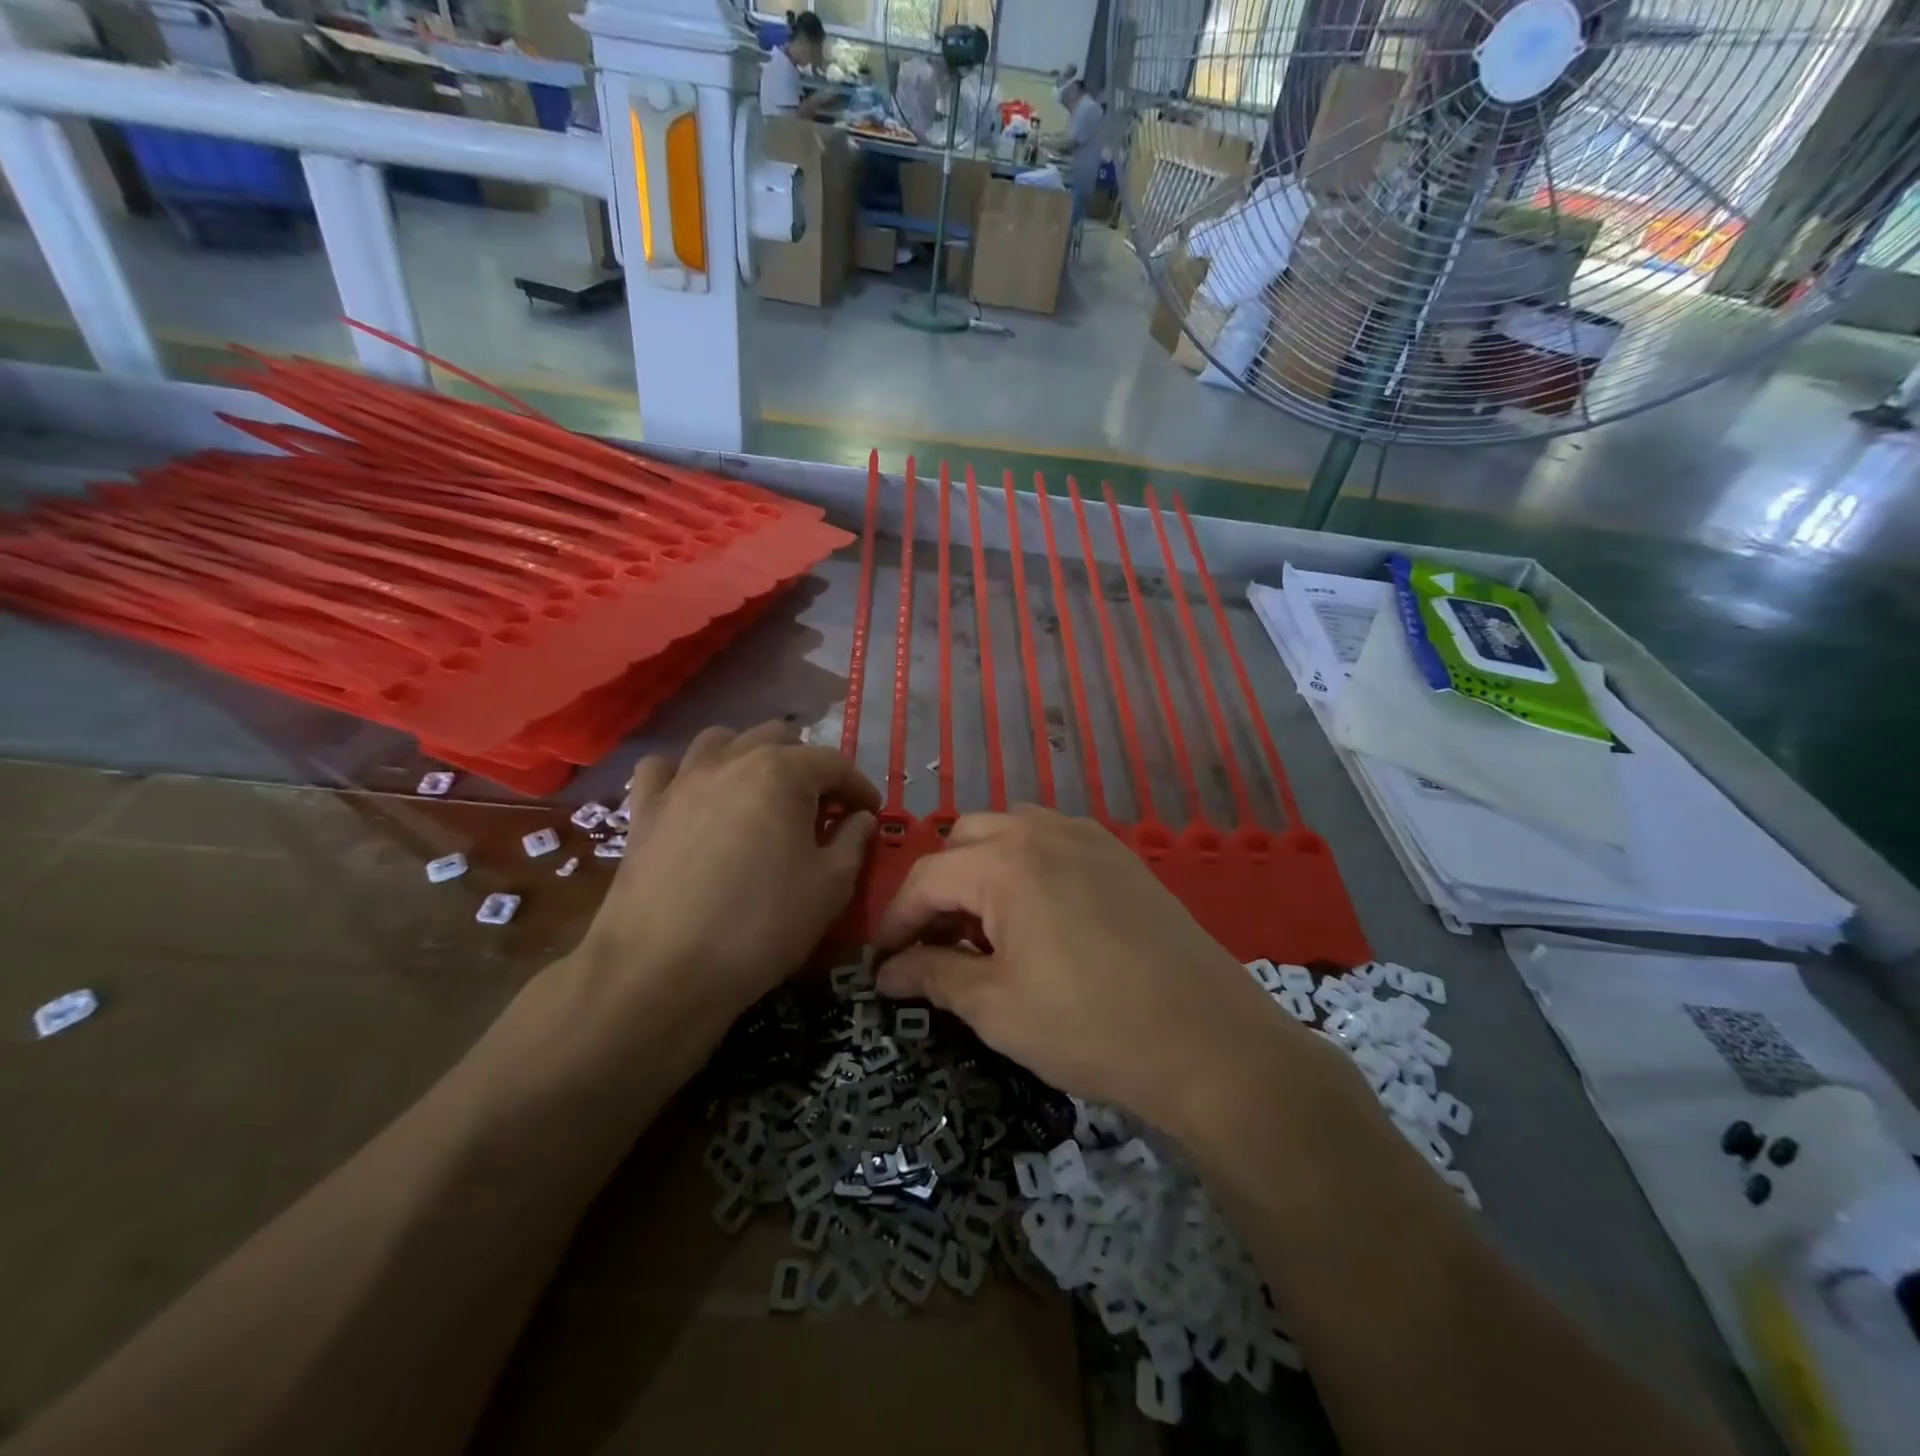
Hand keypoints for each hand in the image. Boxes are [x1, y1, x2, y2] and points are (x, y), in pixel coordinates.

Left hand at [577, 722, 877, 1027]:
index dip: (859, 787)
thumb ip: (853, 842)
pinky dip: (685, 773)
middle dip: (807, 765)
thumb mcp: (830, 887)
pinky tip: (696, 797)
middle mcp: (732, 759)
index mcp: (783, 773)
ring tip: (761, 793)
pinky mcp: (645, 807)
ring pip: (722, 740)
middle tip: (819, 806)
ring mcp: (681, 779)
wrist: (662, 969)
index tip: (870, 813)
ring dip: (750, 756)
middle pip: (779, 738)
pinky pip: (665, 768)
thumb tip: (860, 819)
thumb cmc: (761, 925)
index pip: (834, 763)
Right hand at [872, 807, 1307, 1133]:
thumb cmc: (1090, 1026)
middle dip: (939, 887)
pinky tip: (1038, 912)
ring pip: (1011, 830)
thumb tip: (888, 972)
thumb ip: (934, 977)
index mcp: (1006, 863)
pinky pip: (1054, 839)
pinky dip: (1027, 863)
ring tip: (985, 924)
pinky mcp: (1121, 856)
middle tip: (936, 941)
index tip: (882, 961)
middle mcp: (1043, 832)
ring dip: (982, 867)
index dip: (896, 919)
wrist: (1209, 1041)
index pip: (927, 877)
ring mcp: (1089, 838)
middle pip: (965, 840)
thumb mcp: (997, 1009)